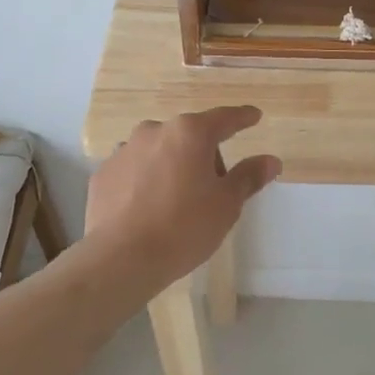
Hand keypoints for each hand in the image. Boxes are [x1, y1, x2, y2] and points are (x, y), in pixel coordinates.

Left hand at [87, 106, 280, 288]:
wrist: (121, 257)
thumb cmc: (184, 227)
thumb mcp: (226, 205)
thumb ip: (248, 177)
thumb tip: (271, 160)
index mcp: (190, 133)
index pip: (224, 119)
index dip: (242, 118)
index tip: (253, 116)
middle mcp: (154, 131)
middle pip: (189, 136)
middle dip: (204, 155)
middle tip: (214, 189)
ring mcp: (124, 150)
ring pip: (159, 151)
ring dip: (172, 165)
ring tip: (177, 201)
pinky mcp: (103, 173)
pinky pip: (134, 169)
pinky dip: (146, 180)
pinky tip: (149, 208)